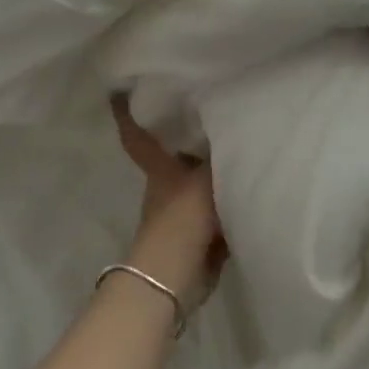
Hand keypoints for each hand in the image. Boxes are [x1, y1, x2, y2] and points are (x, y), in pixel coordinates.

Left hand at [111, 97, 225, 312]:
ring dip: (213, 169)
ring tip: (241, 143)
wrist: (176, 276)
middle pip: (174, 156)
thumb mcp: (204, 180)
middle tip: (209, 110)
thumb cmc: (182, 219)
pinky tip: (252, 185)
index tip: (117, 92)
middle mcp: (167, 187)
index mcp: (160, 170)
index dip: (127, 115)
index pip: (139, 137)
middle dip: (187, 138)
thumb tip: (237, 130)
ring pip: (198, 182)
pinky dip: (230, 199)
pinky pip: (217, 208)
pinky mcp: (199, 235)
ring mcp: (181, 212)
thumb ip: (222, 157)